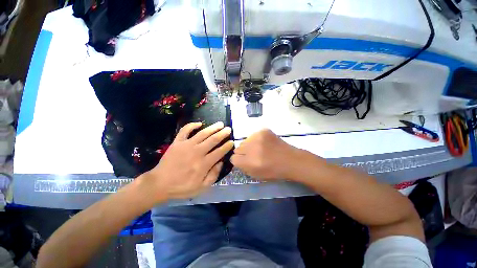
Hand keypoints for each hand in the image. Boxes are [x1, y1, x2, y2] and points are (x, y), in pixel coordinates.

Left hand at [146, 122, 233, 199]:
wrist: (159, 184)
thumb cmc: (182, 187)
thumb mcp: (201, 187)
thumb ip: (213, 175)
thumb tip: (221, 162)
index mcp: (204, 164)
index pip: (219, 152)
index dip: (227, 146)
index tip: (232, 142)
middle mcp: (197, 152)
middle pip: (213, 140)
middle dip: (222, 134)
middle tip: (229, 129)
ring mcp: (186, 145)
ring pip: (202, 133)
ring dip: (213, 128)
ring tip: (220, 124)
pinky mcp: (177, 142)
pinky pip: (185, 130)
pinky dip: (192, 125)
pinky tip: (199, 123)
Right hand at [231, 129, 301, 179]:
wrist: (290, 160)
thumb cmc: (274, 171)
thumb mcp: (256, 175)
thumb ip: (243, 167)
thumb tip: (237, 159)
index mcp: (249, 162)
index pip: (233, 158)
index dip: (238, 160)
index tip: (244, 161)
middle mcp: (252, 148)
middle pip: (237, 148)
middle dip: (243, 152)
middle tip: (253, 155)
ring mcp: (258, 137)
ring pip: (245, 141)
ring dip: (249, 145)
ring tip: (260, 148)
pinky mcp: (263, 131)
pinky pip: (253, 135)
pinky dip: (256, 139)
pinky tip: (265, 143)